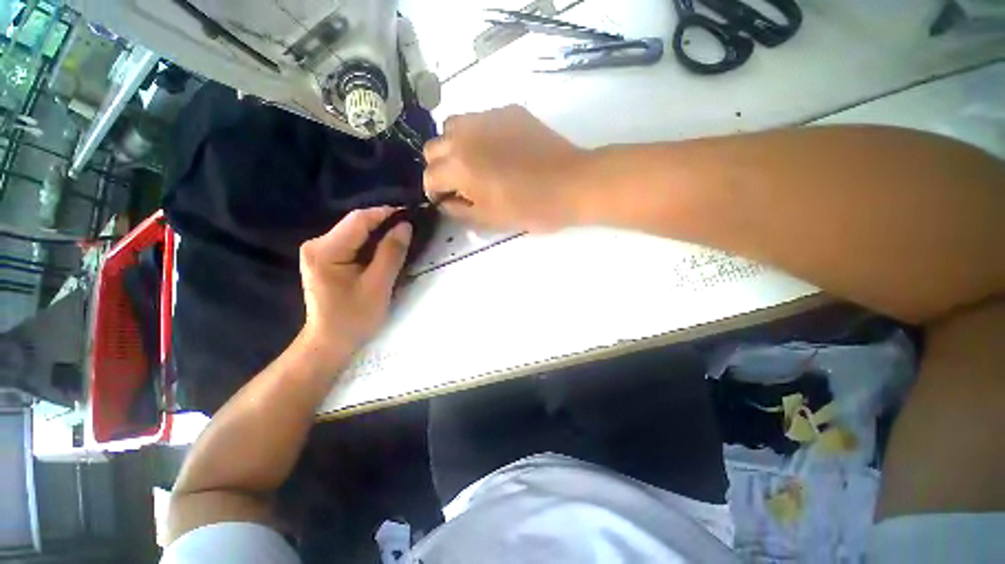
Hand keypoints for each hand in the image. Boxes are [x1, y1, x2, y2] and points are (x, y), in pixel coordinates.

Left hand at [298, 208, 411, 365]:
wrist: (330, 341)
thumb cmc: (354, 318)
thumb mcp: (378, 286)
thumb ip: (391, 254)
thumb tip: (405, 226)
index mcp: (326, 251)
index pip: (359, 220)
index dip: (386, 213)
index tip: (411, 215)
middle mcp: (317, 244)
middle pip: (355, 224)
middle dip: (384, 224)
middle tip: (410, 229)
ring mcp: (318, 251)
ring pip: (355, 232)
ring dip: (379, 233)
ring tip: (402, 238)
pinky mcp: (324, 258)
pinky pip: (352, 242)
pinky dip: (371, 243)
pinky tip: (385, 249)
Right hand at [423, 105, 588, 231]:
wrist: (571, 183)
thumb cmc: (531, 208)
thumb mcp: (490, 219)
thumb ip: (459, 211)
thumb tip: (445, 202)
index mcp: (459, 166)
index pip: (429, 176)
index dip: (434, 193)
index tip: (446, 201)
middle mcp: (465, 135)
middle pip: (433, 148)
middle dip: (439, 168)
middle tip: (459, 183)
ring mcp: (487, 117)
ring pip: (452, 127)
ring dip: (454, 146)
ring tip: (474, 163)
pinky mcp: (508, 111)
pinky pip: (480, 119)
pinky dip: (478, 135)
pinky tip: (497, 149)